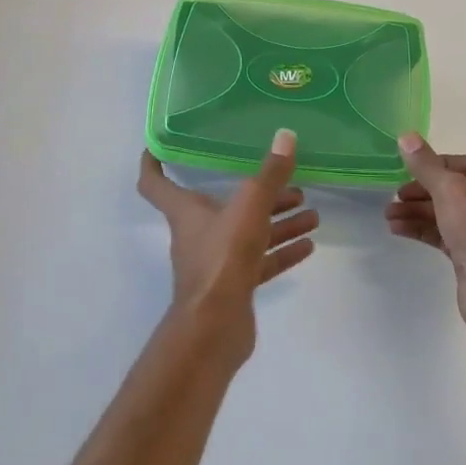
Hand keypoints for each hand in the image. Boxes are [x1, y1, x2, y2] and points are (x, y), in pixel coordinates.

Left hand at [137, 129, 318, 361]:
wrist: (215, 328)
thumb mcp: (250, 207)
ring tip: (312, 214)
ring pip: (249, 234)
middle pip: (224, 206)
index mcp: (186, 212)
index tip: (158, 146)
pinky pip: (261, 262)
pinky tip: (308, 245)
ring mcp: (217, 262)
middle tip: (292, 186)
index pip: (156, 183)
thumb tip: (286, 136)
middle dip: (260, 194)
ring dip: (279, 223)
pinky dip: (282, 252)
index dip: (154, 163)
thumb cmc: (223, 258)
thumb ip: (269, 174)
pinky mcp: (234, 287)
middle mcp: (198, 234)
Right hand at [384, 134, 465, 337]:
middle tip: (393, 196)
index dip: (435, 165)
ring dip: (417, 212)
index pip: (464, 163)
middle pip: (452, 189)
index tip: (407, 170)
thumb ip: (426, 165)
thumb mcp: (450, 189)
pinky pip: (443, 235)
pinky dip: (422, 230)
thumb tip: (406, 136)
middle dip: (421, 192)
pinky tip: (398, 230)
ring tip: (388, 216)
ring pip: (446, 213)